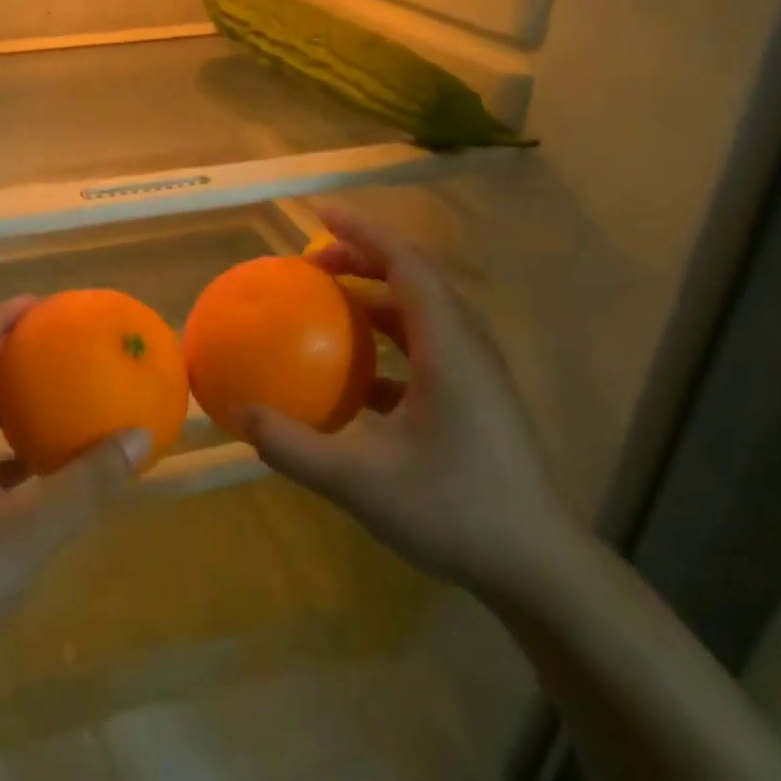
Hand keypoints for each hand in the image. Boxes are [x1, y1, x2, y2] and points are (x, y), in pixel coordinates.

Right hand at [244, 208, 576, 593]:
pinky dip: (387, 341)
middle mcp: (467, 347)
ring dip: (375, 297)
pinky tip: (355, 375)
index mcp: (449, 349)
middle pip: (416, 278)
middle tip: (311, 263)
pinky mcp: (475, 398)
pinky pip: (426, 347)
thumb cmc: (456, 514)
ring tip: (328, 302)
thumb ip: (295, 448)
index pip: (407, 264)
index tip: (319, 213)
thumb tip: (241, 414)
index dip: (363, 231)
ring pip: (423, 312)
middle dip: (364, 257)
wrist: (538, 566)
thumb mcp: (361, 484)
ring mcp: (476, 373)